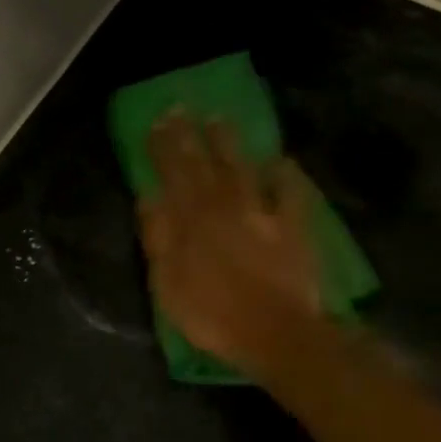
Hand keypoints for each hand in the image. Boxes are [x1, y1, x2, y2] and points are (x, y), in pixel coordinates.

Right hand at [139, 113, 321, 369]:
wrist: (277, 333)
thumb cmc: (213, 315)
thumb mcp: (168, 283)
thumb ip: (158, 237)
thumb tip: (148, 196)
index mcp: (191, 220)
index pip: (172, 174)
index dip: (162, 147)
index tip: (155, 122)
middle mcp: (224, 206)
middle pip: (203, 164)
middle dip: (189, 135)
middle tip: (180, 108)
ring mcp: (261, 213)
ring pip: (242, 168)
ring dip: (229, 143)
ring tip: (219, 119)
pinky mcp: (292, 225)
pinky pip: (289, 191)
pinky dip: (284, 174)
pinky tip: (280, 161)